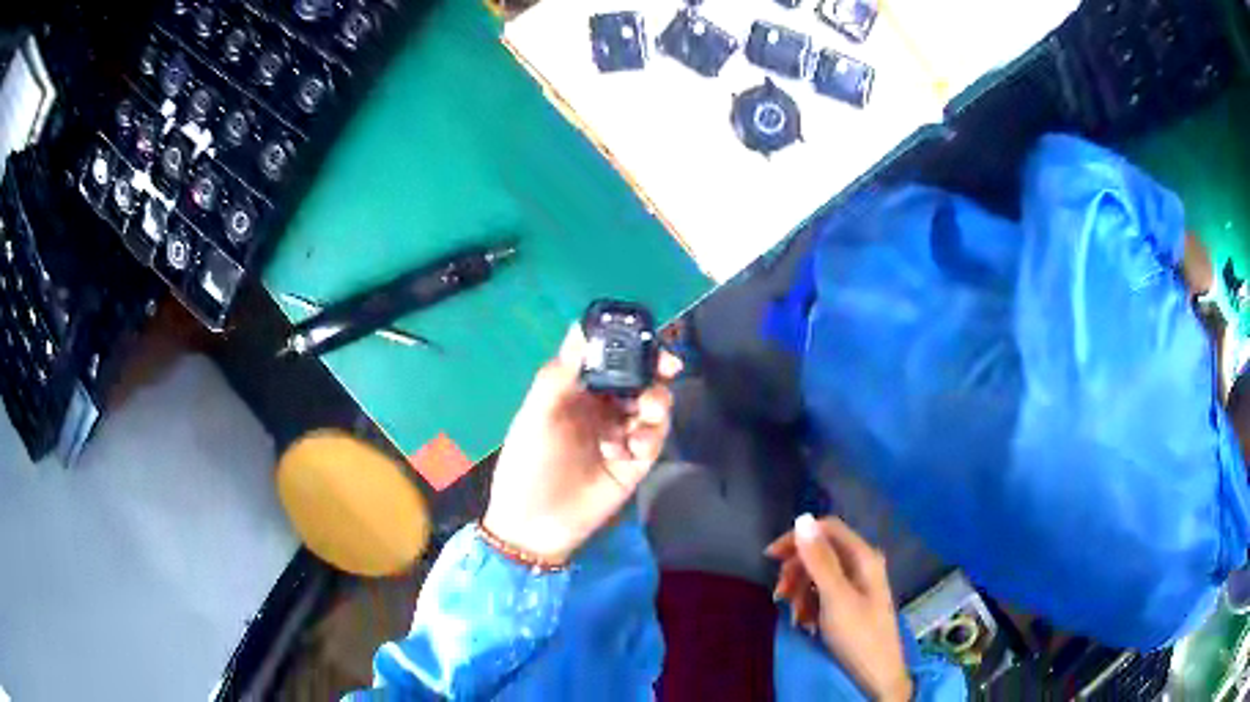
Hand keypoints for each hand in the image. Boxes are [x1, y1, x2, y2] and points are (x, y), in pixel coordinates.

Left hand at [482, 325, 681, 563]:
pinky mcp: (635, 463)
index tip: (646, 337)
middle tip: (669, 367)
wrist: (535, 523)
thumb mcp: (536, 414)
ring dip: (655, 402)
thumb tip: (582, 328)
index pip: (610, 358)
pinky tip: (634, 446)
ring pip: (651, 406)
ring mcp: (621, 435)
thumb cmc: (528, 463)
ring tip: (646, 412)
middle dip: (655, 370)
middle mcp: (602, 408)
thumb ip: (560, 374)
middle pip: (639, 379)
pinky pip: (654, 439)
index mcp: (577, 392)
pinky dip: (651, 435)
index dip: (630, 345)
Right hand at [767, 514, 913, 701]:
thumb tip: (802, 519)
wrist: (876, 674)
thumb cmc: (858, 634)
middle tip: (779, 595)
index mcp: (863, 556)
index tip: (770, 558)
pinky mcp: (850, 603)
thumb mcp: (835, 597)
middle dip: (797, 572)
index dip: (798, 538)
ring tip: (795, 617)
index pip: (827, 528)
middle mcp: (861, 564)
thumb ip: (819, 559)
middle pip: (821, 552)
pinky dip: (809, 605)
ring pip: (818, 575)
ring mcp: (857, 584)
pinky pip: (823, 594)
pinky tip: (805, 623)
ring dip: (800, 593)